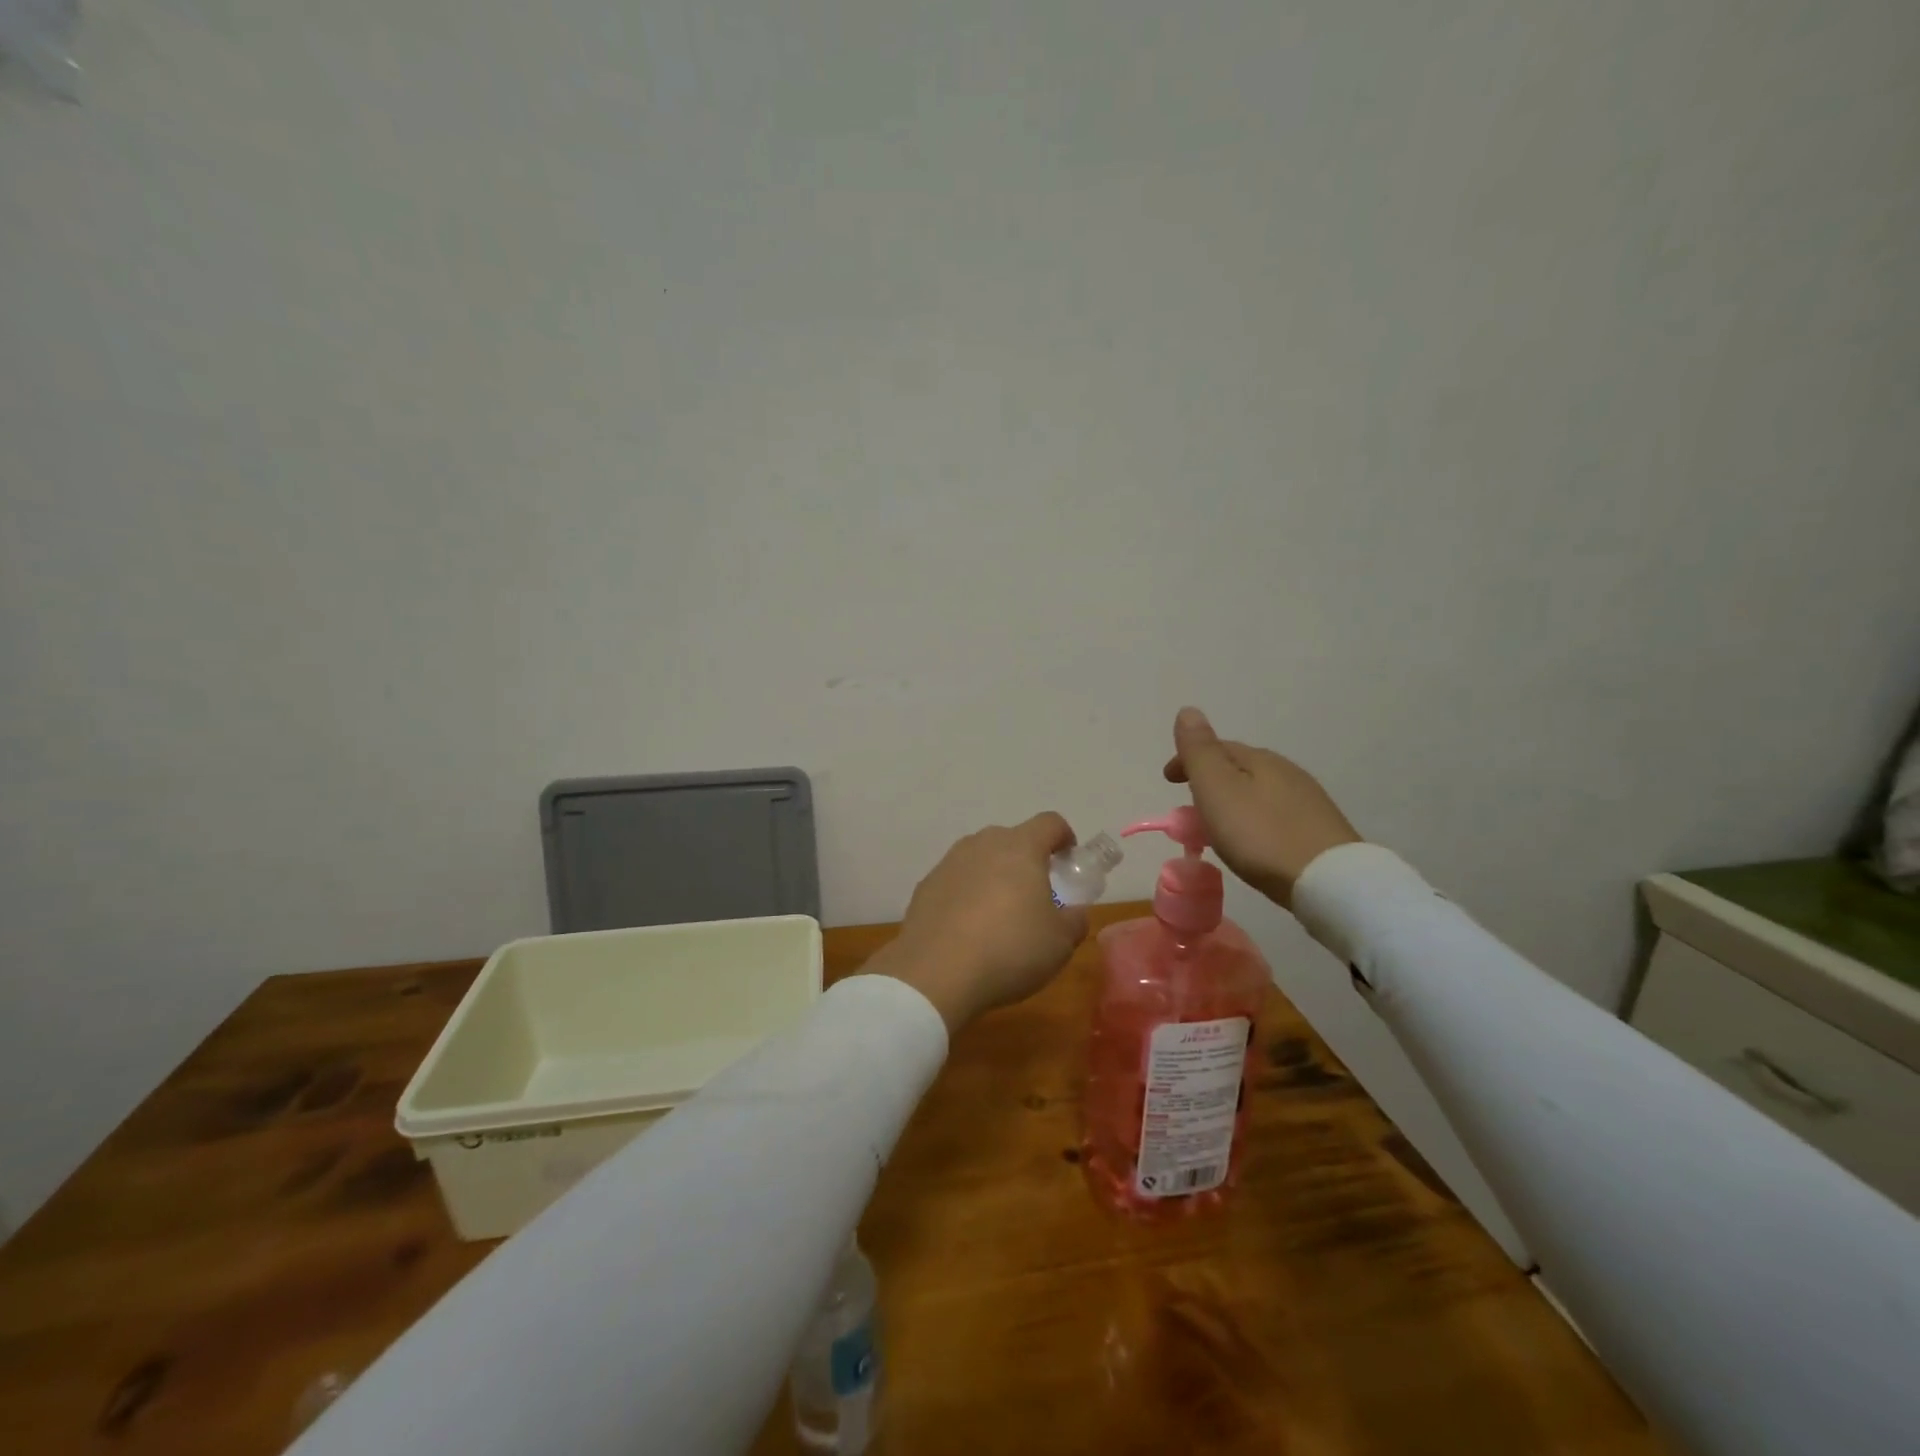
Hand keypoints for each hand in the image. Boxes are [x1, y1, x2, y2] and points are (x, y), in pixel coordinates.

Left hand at [870, 814, 1089, 1032]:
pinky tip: (968, 930)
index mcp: (1021, 848)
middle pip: (1012, 839)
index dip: (1064, 837)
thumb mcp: (1060, 943)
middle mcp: (982, 844)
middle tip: (1036, 894)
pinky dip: (966, 895)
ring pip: (981, 858)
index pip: (1050, 823)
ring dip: (994, 876)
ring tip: (1000, 914)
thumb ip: (1074, 920)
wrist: (935, 974)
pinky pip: (956, 881)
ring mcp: (949, 863)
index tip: (1068, 859)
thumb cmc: (1010, 950)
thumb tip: (1073, 912)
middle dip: (1027, 860)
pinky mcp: (925, 886)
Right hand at [1163, 707, 1360, 905]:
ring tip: (1217, 825)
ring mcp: (1307, 801)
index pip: (1216, 747)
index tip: (1167, 781)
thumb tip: (1188, 710)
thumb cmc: (1261, 834)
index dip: (1187, 760)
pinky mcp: (1320, 830)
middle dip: (1210, 779)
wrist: (1328, 882)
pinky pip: (1275, 813)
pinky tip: (1254, 838)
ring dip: (1233, 800)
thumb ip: (1200, 751)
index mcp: (1259, 759)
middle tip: (1189, 804)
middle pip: (1239, 767)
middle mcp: (1286, 771)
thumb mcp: (1218, 789)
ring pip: (1258, 790)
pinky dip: (1254, 817)